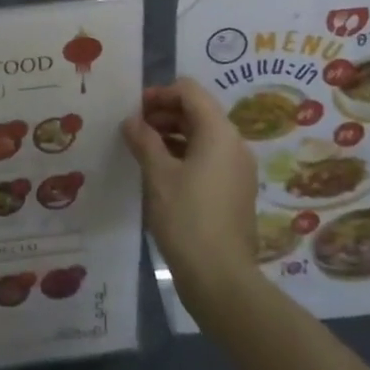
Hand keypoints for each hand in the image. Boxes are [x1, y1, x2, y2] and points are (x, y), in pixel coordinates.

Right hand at [122, 80, 258, 305]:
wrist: (221, 278)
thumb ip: (144, 140)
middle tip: (134, 128)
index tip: (134, 110)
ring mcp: (238, 169)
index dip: (160, 93)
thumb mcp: (157, 174)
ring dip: (172, 134)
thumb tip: (132, 121)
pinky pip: (209, 158)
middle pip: (198, 111)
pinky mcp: (235, 191)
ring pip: (203, 136)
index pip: (189, 91)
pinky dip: (184, 154)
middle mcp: (234, 144)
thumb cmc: (187, 218)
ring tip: (142, 149)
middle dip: (164, 113)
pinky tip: (160, 172)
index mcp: (219, 132)